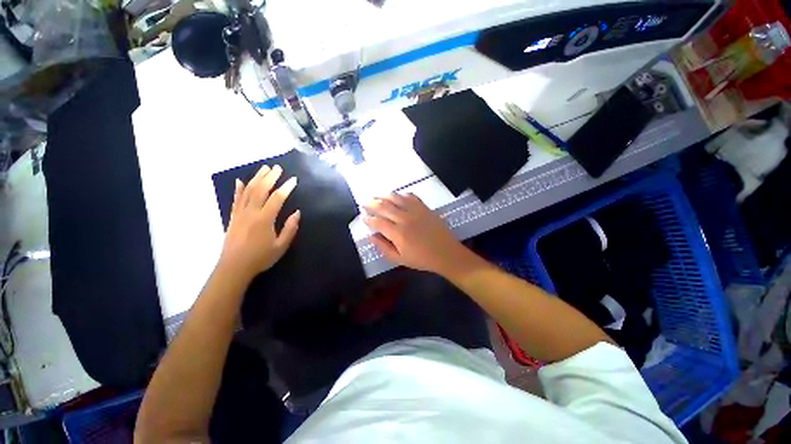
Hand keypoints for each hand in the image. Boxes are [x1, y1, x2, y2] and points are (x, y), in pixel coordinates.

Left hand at [219, 165, 299, 280]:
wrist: (234, 267)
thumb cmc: (260, 258)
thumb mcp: (281, 246)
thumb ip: (290, 228)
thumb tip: (297, 212)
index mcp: (264, 219)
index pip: (277, 198)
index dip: (286, 187)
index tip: (294, 180)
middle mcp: (251, 212)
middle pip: (260, 189)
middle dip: (270, 177)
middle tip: (278, 168)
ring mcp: (240, 213)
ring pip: (247, 191)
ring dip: (256, 178)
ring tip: (264, 169)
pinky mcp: (233, 217)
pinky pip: (236, 199)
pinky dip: (238, 189)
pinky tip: (240, 181)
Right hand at [363, 193, 467, 275]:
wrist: (446, 253)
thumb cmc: (422, 259)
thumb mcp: (400, 259)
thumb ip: (383, 247)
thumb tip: (370, 236)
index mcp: (398, 233)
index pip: (377, 222)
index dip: (368, 218)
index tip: (362, 216)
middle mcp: (404, 219)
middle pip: (383, 206)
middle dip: (371, 203)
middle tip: (364, 202)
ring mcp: (415, 211)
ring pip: (395, 198)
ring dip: (383, 195)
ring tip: (375, 195)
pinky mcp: (424, 207)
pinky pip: (410, 196)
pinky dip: (401, 195)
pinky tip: (396, 196)